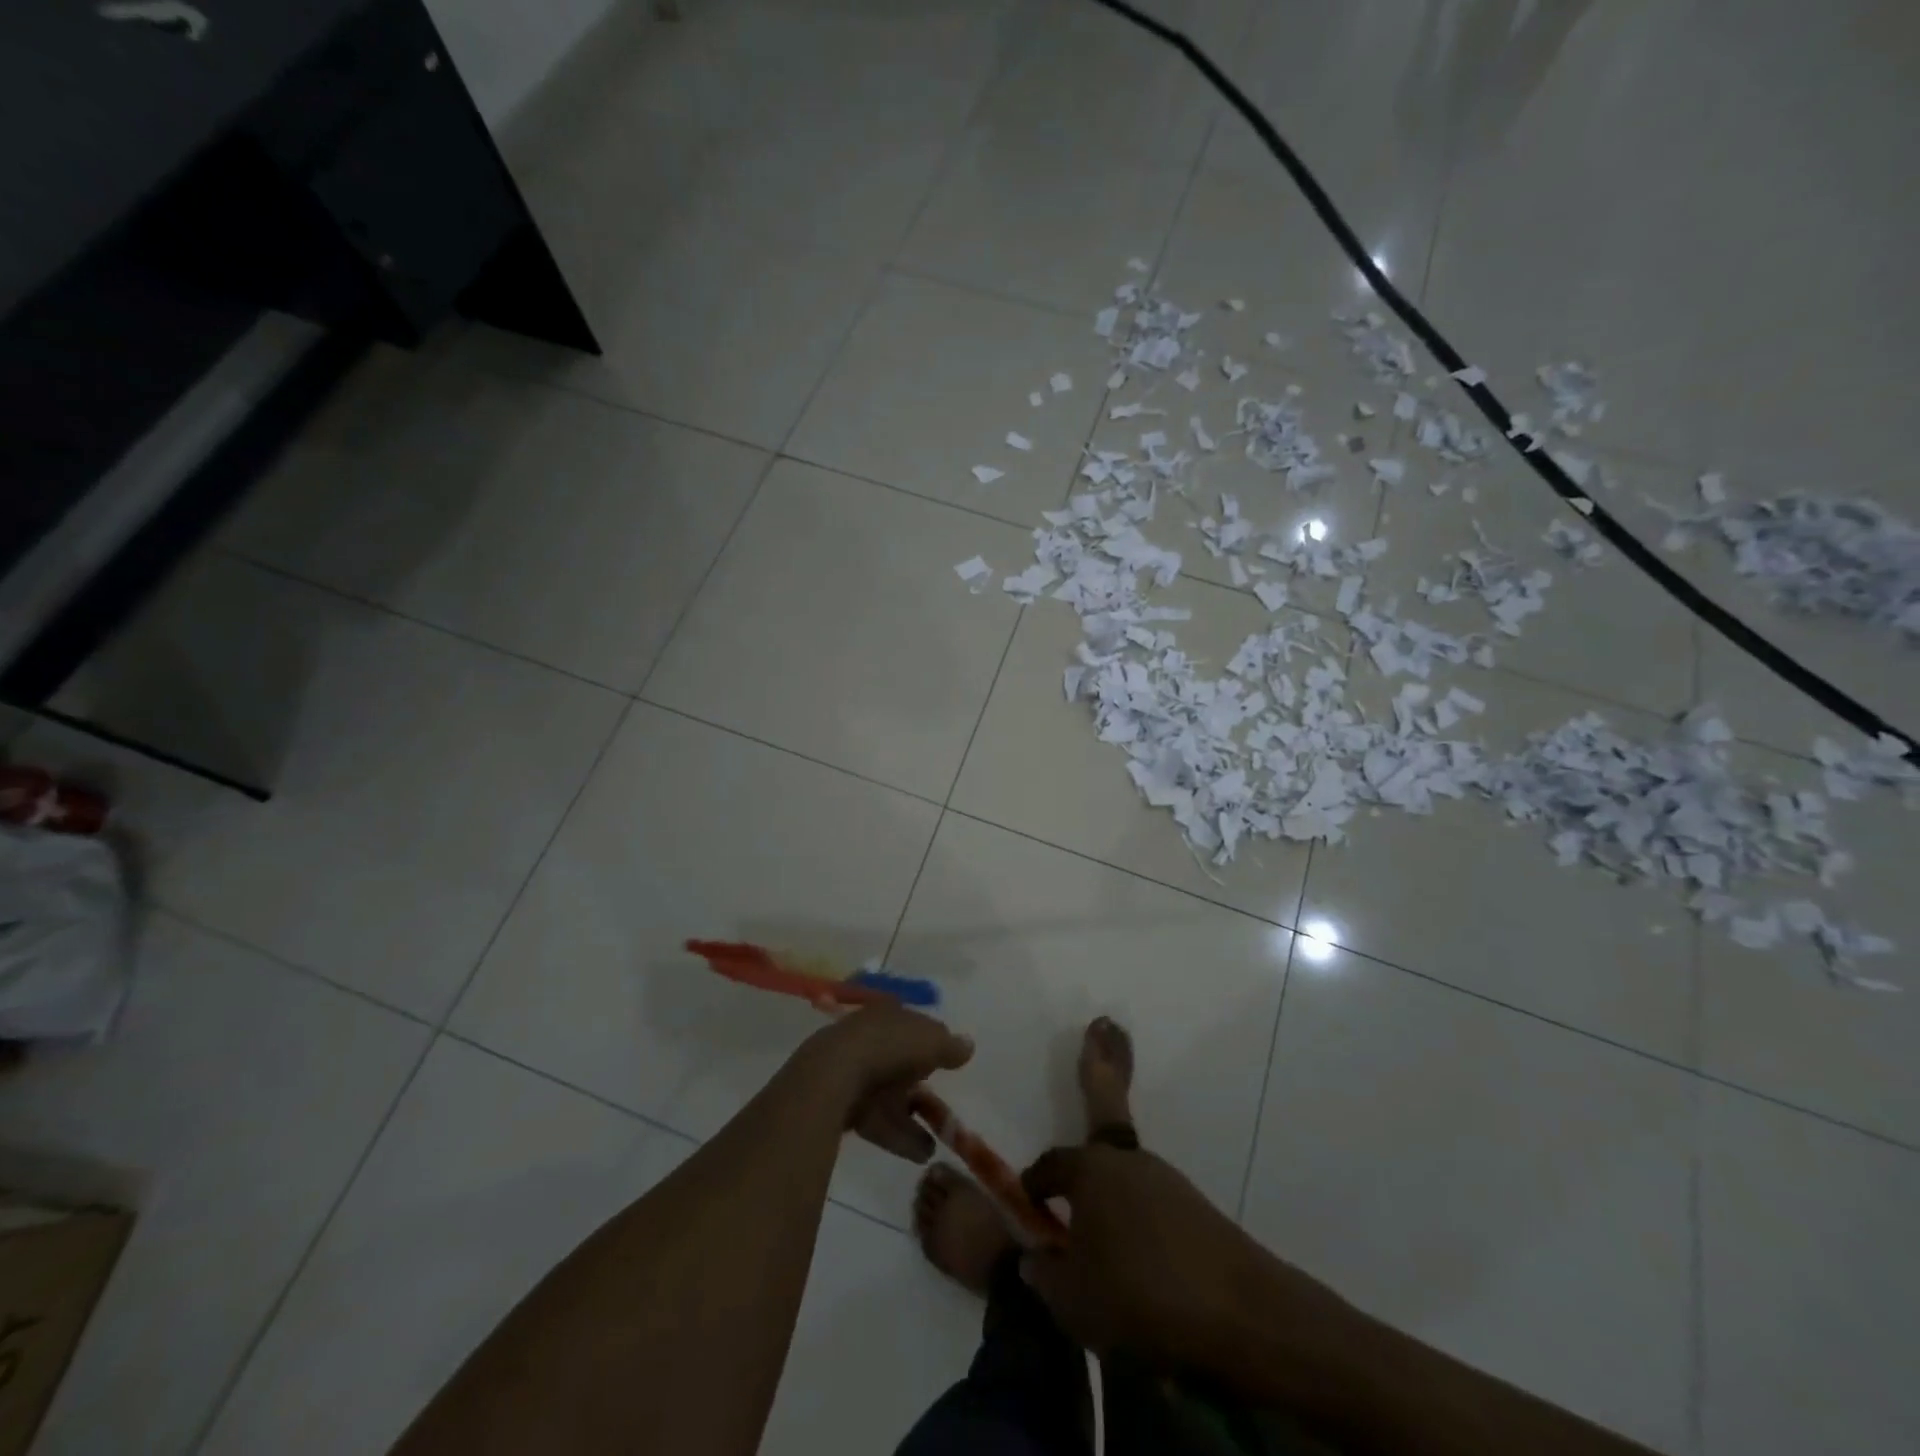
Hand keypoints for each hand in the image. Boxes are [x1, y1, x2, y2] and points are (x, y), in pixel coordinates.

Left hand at [784, 1005, 972, 1163]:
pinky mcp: (844, 1105)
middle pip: (898, 1063)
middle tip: (939, 1106)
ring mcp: (853, 1072)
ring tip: (935, 1145)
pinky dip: (899, 1136)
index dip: (928, 1042)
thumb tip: (968, 1045)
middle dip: (918, 1085)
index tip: (944, 1062)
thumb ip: (950, 1045)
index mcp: (887, 1015)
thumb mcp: (931, 1041)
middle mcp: (869, 1039)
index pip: (910, 1025)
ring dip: (912, 1120)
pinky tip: (920, 1154)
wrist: (834, 1074)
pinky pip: (878, 1121)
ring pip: (889, 1097)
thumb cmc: (889, 1046)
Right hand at [1018, 1144, 1320, 1369]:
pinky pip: (1154, 1212)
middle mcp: (1128, 1160)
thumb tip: (1034, 1257)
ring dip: (1111, 1217)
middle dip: (1077, 1196)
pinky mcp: (1198, 1206)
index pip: (1051, 1164)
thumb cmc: (1139, 1295)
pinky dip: (1142, 1233)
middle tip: (1066, 1233)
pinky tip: (1144, 1274)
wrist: (1240, 1312)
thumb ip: (1044, 1274)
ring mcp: (1168, 1179)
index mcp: (1091, 1168)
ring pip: (1125, 1191)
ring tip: (1106, 1263)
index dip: (1034, 1186)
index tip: (1026, 1208)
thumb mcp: (1072, 1300)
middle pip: (1091, 1169)